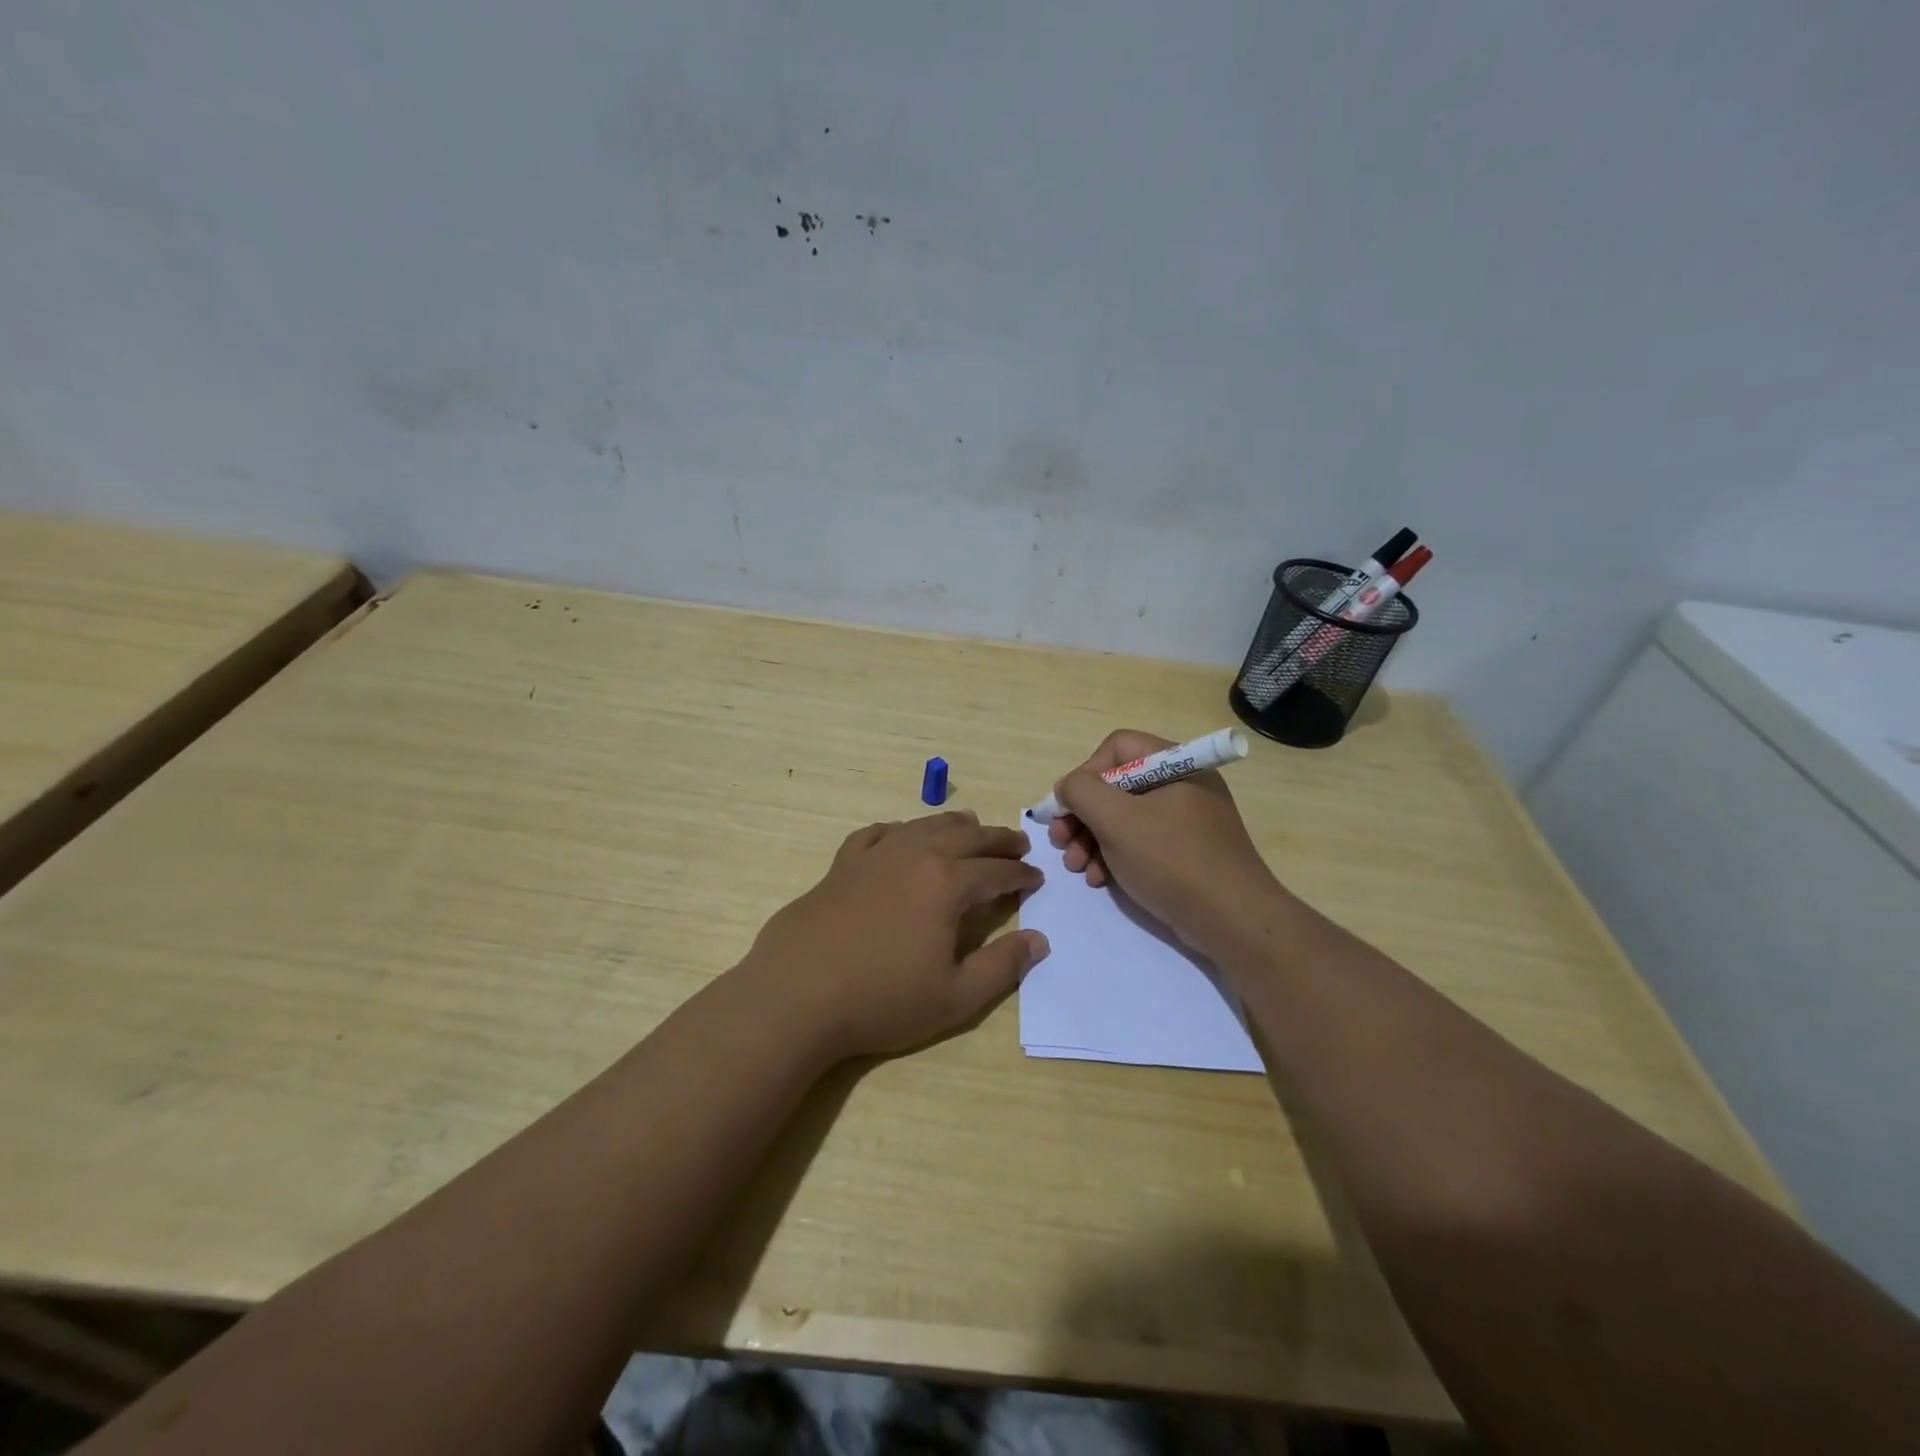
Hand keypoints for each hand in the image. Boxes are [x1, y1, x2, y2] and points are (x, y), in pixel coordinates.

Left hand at [742, 811, 1048, 1060]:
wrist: (798, 995)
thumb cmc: (882, 1000)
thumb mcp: (955, 997)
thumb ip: (1003, 966)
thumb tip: (1039, 940)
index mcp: (947, 884)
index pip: (996, 871)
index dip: (1020, 874)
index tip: (1036, 878)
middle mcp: (915, 856)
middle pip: (966, 837)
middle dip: (997, 840)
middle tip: (1017, 844)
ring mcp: (875, 856)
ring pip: (924, 827)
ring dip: (954, 825)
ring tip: (971, 825)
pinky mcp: (842, 864)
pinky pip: (878, 833)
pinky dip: (899, 830)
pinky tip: (902, 835)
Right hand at [1047, 729, 1281, 955]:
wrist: (1233, 921)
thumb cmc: (1172, 860)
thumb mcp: (1117, 820)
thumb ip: (1082, 792)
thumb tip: (1068, 787)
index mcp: (1175, 765)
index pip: (1117, 748)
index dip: (1086, 774)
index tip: (1069, 808)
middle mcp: (1181, 785)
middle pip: (1116, 785)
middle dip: (1082, 815)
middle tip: (1060, 842)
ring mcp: (1185, 821)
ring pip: (1124, 817)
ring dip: (1091, 839)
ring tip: (1076, 867)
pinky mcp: (1185, 852)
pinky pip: (1141, 843)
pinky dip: (1115, 857)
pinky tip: (1099, 879)